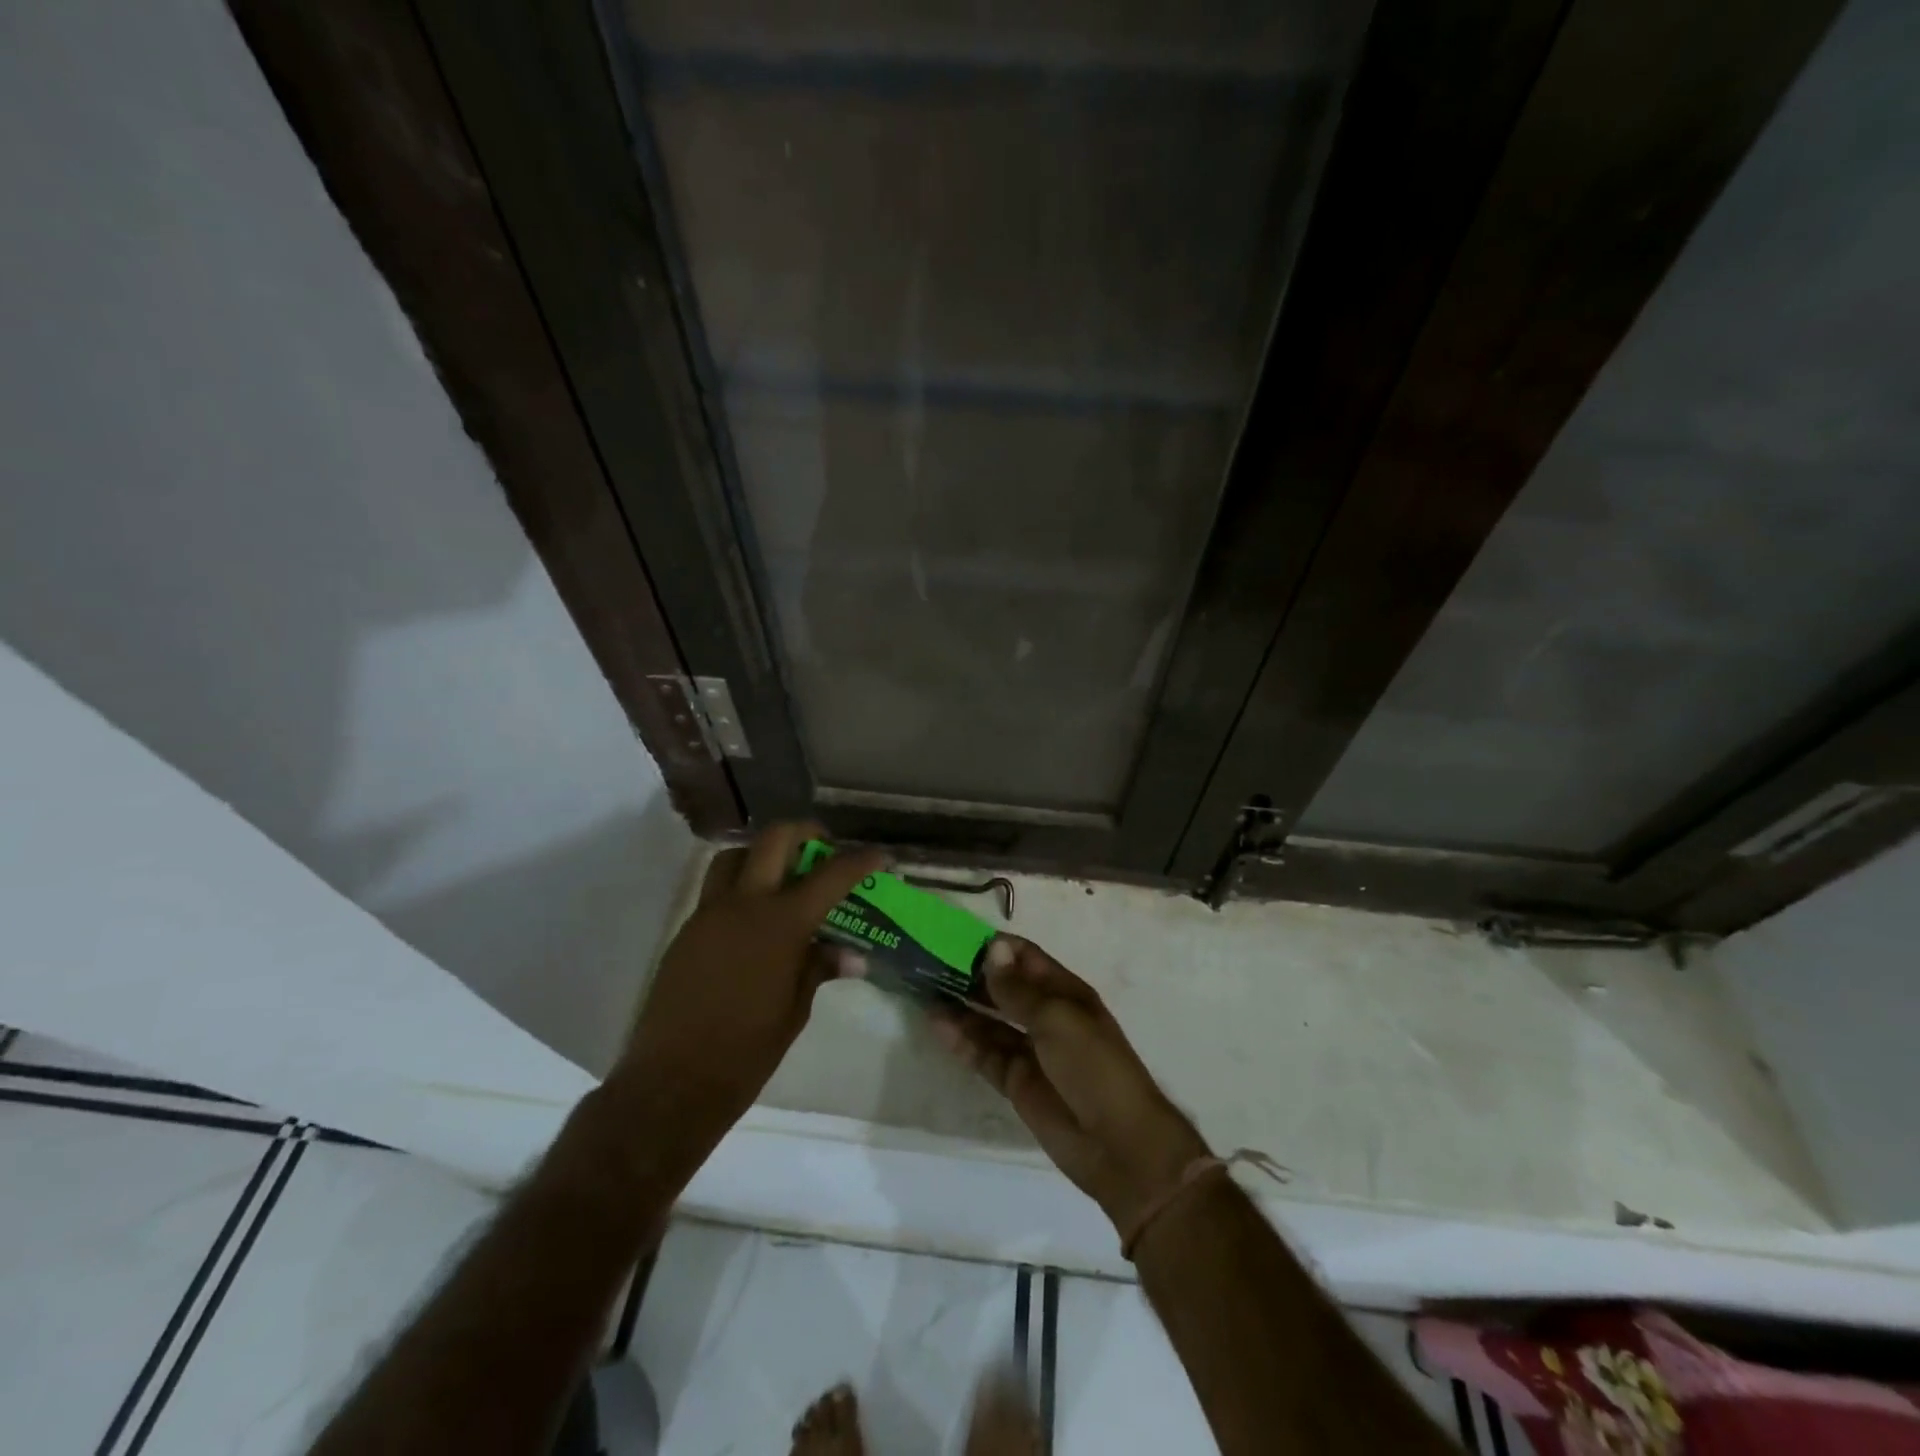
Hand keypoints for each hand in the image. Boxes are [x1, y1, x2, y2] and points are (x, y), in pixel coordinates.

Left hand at [614, 822, 884, 1143]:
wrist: (671, 1083)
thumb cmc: (746, 1052)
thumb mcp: (795, 1010)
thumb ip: (819, 968)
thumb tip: (851, 954)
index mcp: (781, 925)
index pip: (831, 876)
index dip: (861, 861)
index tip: (881, 857)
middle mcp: (743, 905)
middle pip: (775, 839)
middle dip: (806, 834)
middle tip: (824, 850)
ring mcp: (709, 914)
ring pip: (736, 855)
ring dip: (763, 853)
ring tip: (784, 877)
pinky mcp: (688, 930)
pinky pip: (716, 888)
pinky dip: (741, 885)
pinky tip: (756, 918)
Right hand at [932, 936, 1209, 1236]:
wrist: (1118, 1143)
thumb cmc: (1093, 1066)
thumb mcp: (1057, 1019)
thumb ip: (1018, 990)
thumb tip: (992, 949)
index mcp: (1065, 992)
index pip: (1025, 958)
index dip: (995, 948)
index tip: (955, 937)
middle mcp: (1046, 1016)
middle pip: (1003, 988)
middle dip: (971, 975)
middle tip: (928, 960)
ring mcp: (1030, 1050)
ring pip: (989, 1021)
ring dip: (961, 1006)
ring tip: (923, 989)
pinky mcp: (1016, 1081)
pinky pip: (984, 1054)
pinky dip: (962, 1040)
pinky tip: (936, 1024)